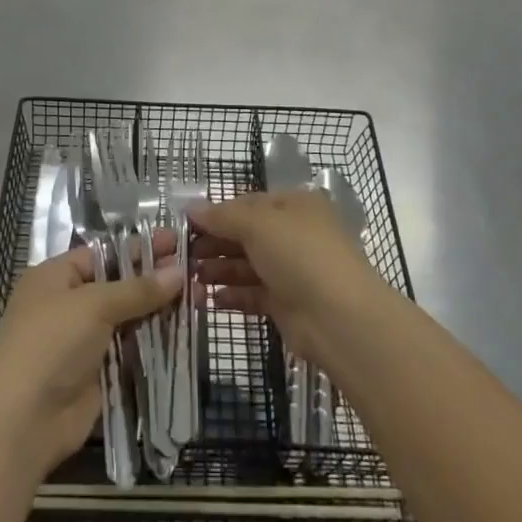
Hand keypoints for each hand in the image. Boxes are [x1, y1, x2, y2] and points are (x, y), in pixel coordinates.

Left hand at [0, 242, 181, 475]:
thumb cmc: (51, 343)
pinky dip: (155, 343)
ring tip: (200, 298)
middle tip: (197, 271)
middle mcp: (70, 305)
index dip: (140, 248)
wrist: (21, 421)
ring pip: (129, 319)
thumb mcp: (93, 305)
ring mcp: (84, 342)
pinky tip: (185, 332)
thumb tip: (179, 273)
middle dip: (155, 279)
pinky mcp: (98, 375)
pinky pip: (131, 352)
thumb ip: (138, 290)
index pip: (105, 254)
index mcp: (57, 277)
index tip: (178, 241)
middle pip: (119, 285)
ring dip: (160, 311)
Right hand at [191, 191, 388, 363]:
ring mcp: (292, 270)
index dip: (217, 213)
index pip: (248, 203)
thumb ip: (222, 216)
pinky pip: (253, 293)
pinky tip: (210, 299)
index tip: (185, 226)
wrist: (338, 318)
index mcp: (295, 205)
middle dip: (214, 243)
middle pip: (246, 234)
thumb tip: (192, 209)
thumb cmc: (299, 255)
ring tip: (191, 280)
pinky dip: (232, 294)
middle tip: (183, 257)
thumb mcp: (258, 224)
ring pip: (247, 265)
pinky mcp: (287, 304)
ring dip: (219, 270)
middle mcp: (294, 234)